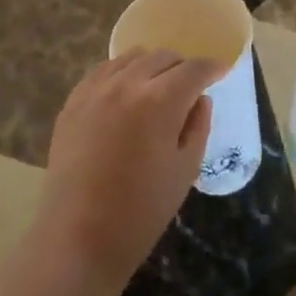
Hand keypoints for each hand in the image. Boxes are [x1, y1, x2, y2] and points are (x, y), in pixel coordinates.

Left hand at [30, 51, 218, 295]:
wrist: (77, 238)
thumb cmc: (141, 212)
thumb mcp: (185, 170)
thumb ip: (198, 126)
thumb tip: (200, 99)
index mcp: (160, 101)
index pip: (193, 69)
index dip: (212, 67)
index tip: (222, 70)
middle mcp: (127, 84)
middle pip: (163, 57)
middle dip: (182, 67)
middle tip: (190, 86)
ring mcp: (96, 90)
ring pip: (131, 57)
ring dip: (151, 66)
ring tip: (157, 88)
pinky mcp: (73, 101)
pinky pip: (103, 71)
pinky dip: (121, 73)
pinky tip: (125, 92)